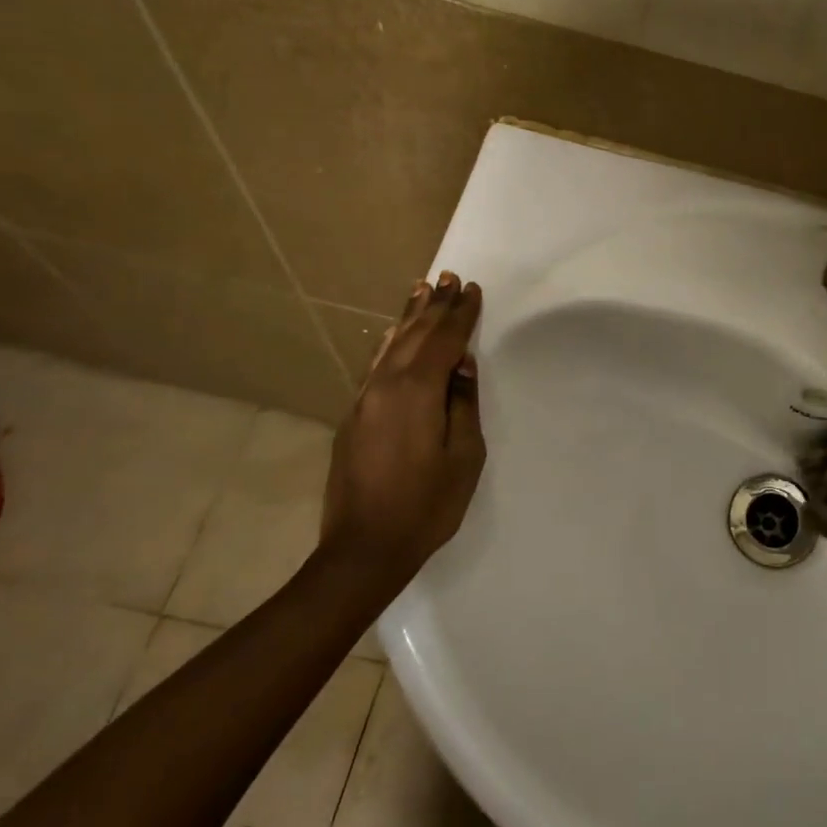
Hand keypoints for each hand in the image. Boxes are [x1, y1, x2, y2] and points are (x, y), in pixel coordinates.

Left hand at [322, 271, 485, 571]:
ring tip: (422, 289)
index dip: (460, 314)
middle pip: (413, 335)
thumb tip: (461, 366)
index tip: (472, 290)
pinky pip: (374, 366)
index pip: (443, 341)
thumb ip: (462, 404)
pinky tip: (390, 334)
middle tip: (448, 277)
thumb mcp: (464, 456)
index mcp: (415, 392)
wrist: (363, 548)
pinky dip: (387, 343)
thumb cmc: (426, 505)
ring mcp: (363, 400)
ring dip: (408, 317)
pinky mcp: (353, 416)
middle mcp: (384, 385)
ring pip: (389, 346)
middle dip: (434, 306)